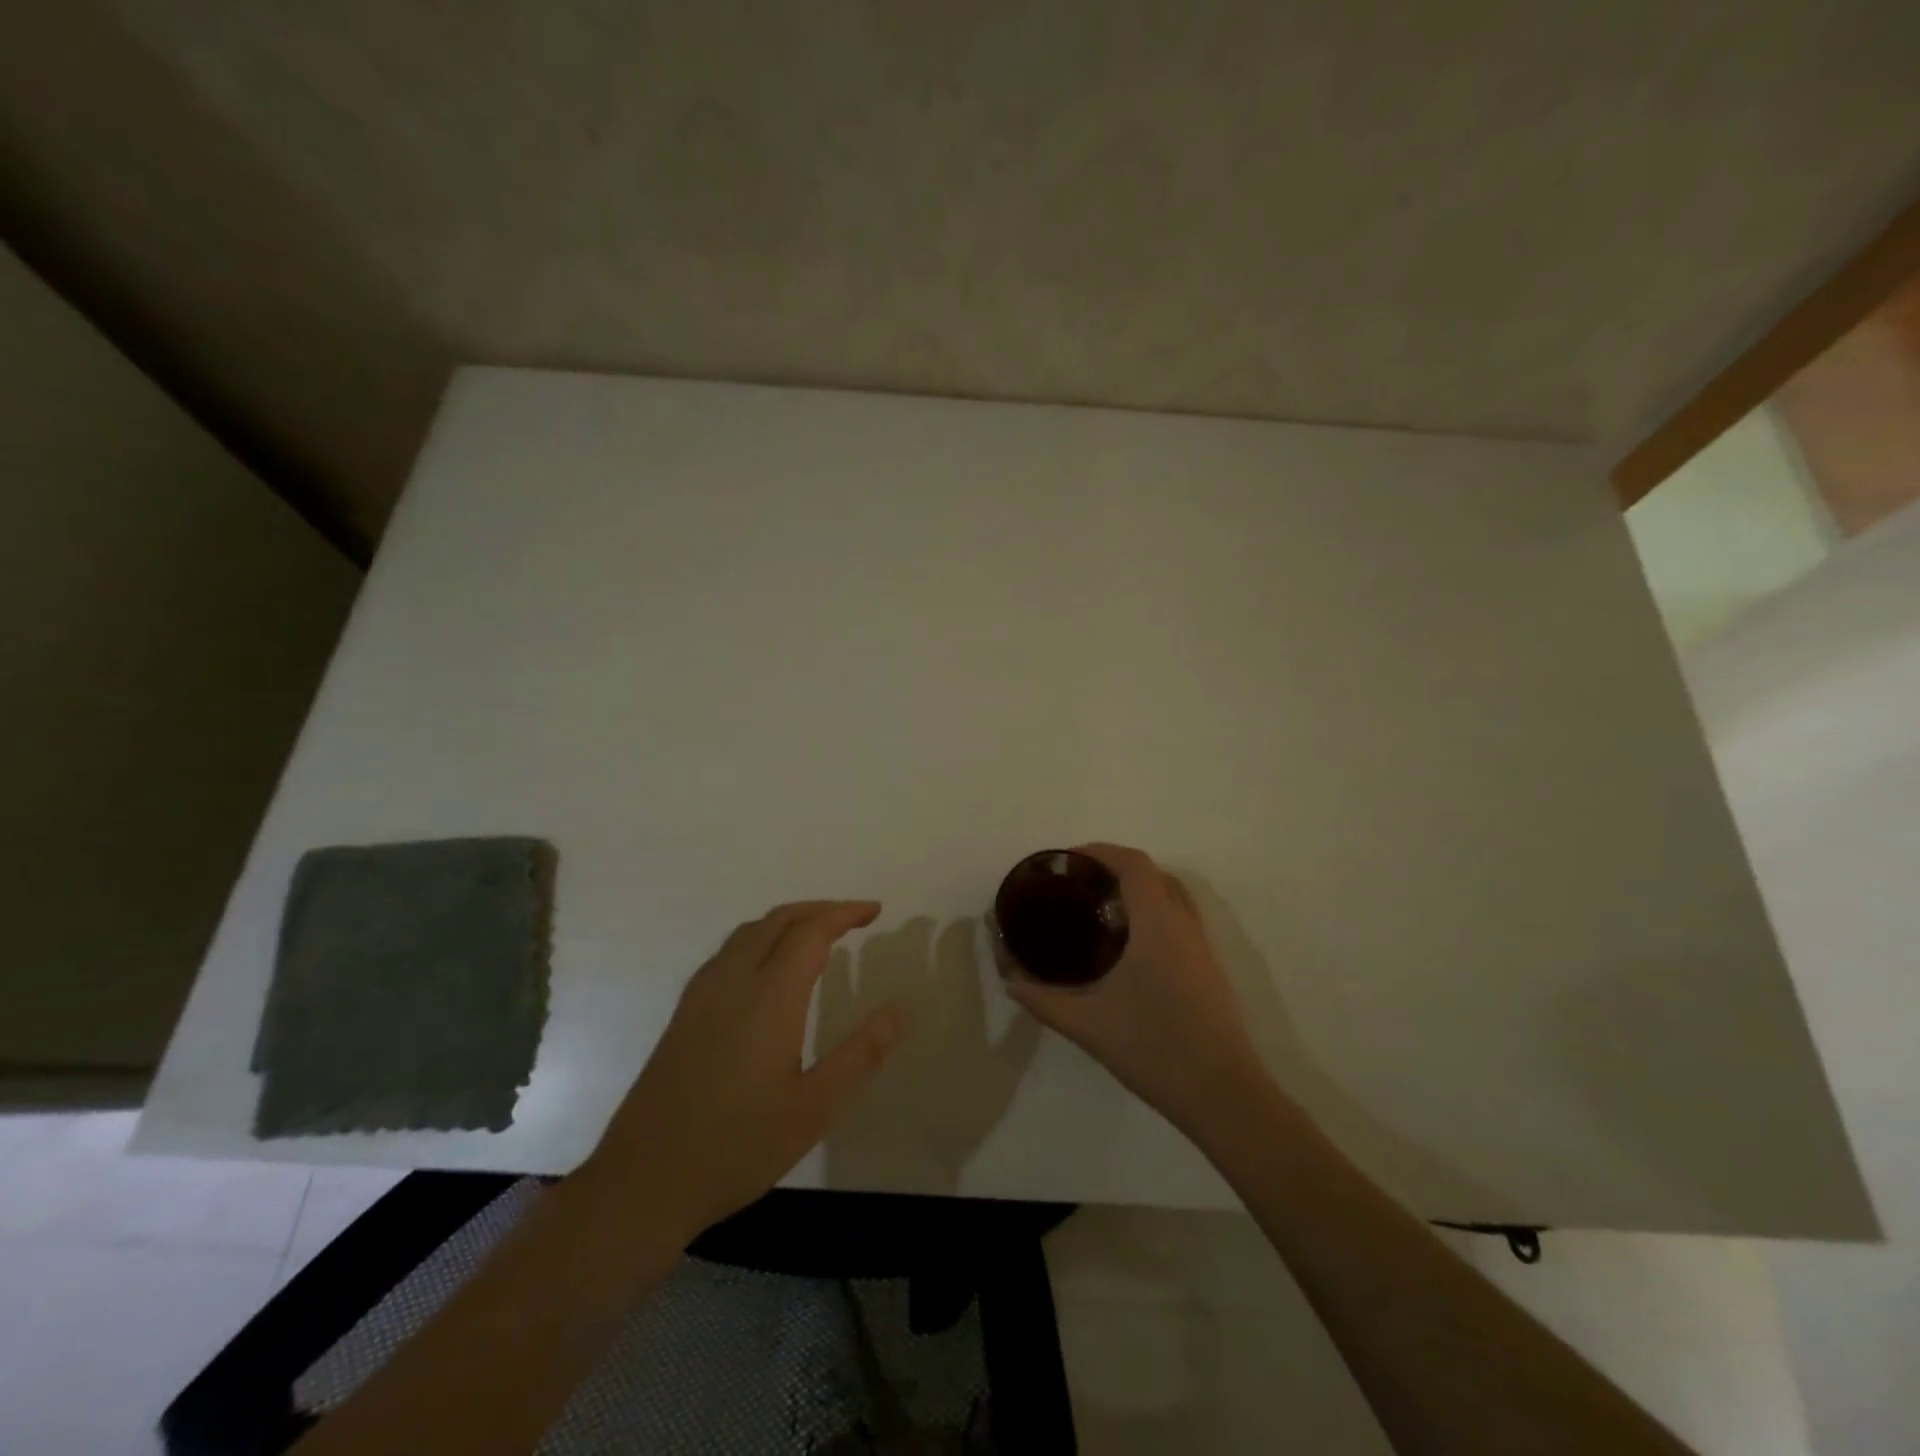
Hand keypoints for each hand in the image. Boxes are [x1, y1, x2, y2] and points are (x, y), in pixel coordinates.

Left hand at [584, 900, 904, 1237]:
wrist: (642, 1182)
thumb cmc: (737, 1146)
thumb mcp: (814, 1108)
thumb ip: (860, 1054)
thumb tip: (899, 1008)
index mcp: (769, 996)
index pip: (811, 931)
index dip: (844, 913)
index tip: (874, 910)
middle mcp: (733, 981)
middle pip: (778, 920)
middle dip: (819, 909)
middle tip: (854, 917)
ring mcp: (702, 995)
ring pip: (748, 932)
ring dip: (788, 921)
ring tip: (817, 936)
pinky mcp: (683, 1014)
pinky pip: (728, 952)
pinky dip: (760, 939)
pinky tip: (767, 970)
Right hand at [1007, 844, 1268, 1138]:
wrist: (1223, 1095)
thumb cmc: (1155, 1049)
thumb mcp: (1089, 1025)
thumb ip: (1044, 1000)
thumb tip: (1011, 982)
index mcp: (1157, 925)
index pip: (1134, 865)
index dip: (1101, 851)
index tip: (1069, 860)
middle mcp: (1184, 926)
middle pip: (1154, 874)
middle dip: (1116, 868)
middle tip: (1079, 885)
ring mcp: (1202, 947)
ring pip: (1172, 896)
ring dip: (1139, 890)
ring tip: (1101, 911)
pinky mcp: (1210, 969)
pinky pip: (1180, 920)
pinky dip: (1154, 913)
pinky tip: (1129, 948)